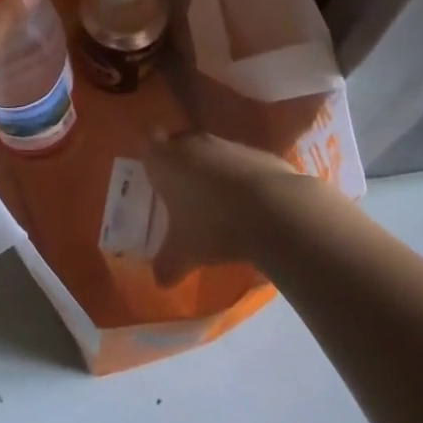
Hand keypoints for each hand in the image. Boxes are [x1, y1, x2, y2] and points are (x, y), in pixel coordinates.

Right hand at [144, 130, 299, 284]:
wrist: (275, 210)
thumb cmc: (214, 225)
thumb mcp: (185, 253)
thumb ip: (167, 264)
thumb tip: (159, 281)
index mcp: (165, 160)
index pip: (147, 141)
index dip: (150, 156)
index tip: (154, 175)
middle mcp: (192, 144)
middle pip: (178, 143)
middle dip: (179, 164)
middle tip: (181, 193)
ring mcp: (226, 144)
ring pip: (209, 152)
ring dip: (210, 170)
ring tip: (216, 203)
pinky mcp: (256, 152)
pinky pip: (239, 162)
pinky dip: (238, 177)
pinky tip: (247, 205)